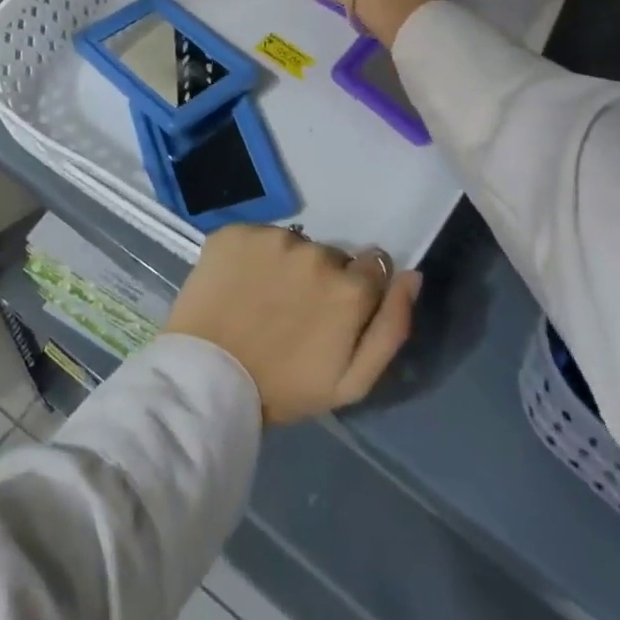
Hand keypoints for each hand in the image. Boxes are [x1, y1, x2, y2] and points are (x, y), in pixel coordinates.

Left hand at [165, 224, 421, 424]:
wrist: (207, 378)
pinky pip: (255, 236)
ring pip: (292, 244)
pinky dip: (251, 255)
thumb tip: (412, 276)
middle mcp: (315, 252)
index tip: (332, 312)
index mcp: (349, 287)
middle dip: (320, 278)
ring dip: (285, 264)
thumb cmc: (284, 388)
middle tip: (293, 312)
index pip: (372, 265)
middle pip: (331, 255)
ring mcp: (271, 237)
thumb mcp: (352, 381)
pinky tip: (238, 284)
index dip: (355, 289)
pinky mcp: (235, 231)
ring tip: (262, 299)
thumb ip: (392, 327)